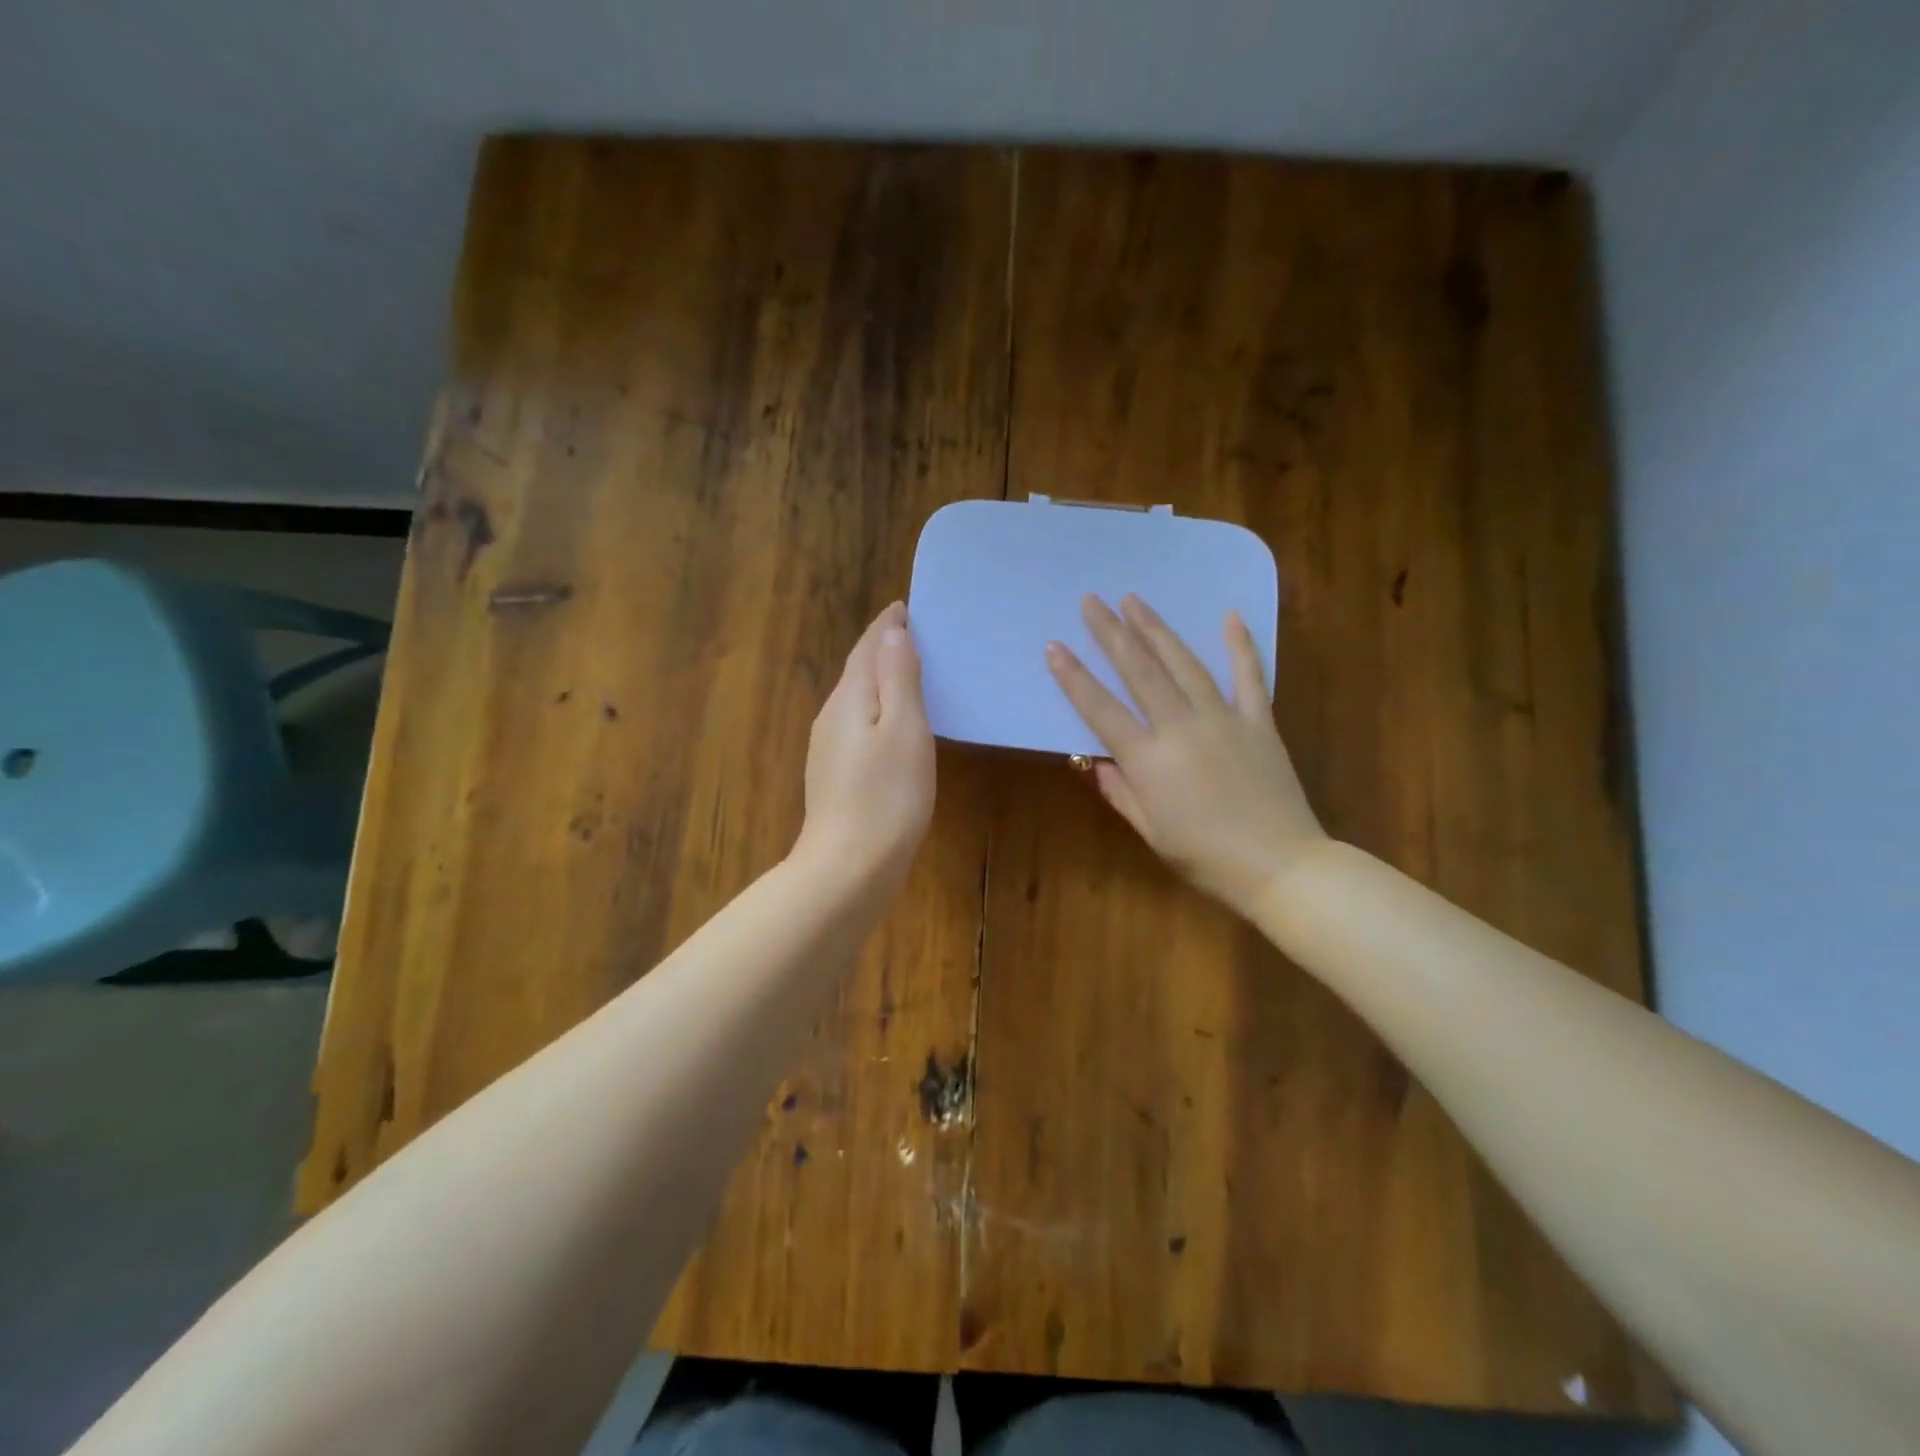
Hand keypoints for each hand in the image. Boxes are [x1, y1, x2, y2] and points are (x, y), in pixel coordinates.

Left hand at [794, 601, 935, 892]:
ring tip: (907, 672)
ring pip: (856, 700)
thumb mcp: (904, 729)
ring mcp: (829, 750)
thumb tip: (892, 633)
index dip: (886, 626)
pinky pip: (858, 727)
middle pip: (857, 671)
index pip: (867, 649)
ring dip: (879, 680)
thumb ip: (898, 678)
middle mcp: (832, 718)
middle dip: (881, 649)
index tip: (904, 607)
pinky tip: (892, 726)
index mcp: (850, 699)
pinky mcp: (835, 777)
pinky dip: (877, 712)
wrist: (848, 867)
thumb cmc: (887, 795)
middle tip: (912, 634)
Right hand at [1046, 594, 1324, 914]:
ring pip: (1185, 664)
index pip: (1101, 710)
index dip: (1074, 677)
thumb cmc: (1205, 857)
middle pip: (1140, 672)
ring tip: (1135, 601)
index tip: (1054, 646)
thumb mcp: (1150, 831)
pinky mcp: (1259, 721)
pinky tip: (1229, 616)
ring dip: (1157, 630)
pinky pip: (1249, 676)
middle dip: (1112, 633)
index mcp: (1149, 760)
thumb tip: (1095, 760)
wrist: (1280, 866)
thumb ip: (1120, 790)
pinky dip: (1240, 645)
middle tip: (1092, 601)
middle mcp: (1181, 728)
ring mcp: (1223, 719)